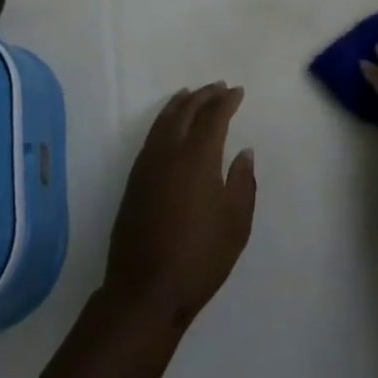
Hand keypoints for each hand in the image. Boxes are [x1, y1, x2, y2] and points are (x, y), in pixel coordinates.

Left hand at [103, 83, 257, 330]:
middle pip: (185, 111)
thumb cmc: (200, 258)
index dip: (226, 101)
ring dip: (180, 103)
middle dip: (203, 96)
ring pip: (163, 120)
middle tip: (218, 87)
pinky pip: (152, 136)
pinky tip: (170, 126)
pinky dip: (164, 121)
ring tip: (191, 94)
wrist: (146, 289)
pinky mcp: (134, 180)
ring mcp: (146, 164)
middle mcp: (168, 152)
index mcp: (197, 158)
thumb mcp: (236, 224)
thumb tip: (243, 152)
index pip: (212, 117)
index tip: (237, 92)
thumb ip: (242, 182)